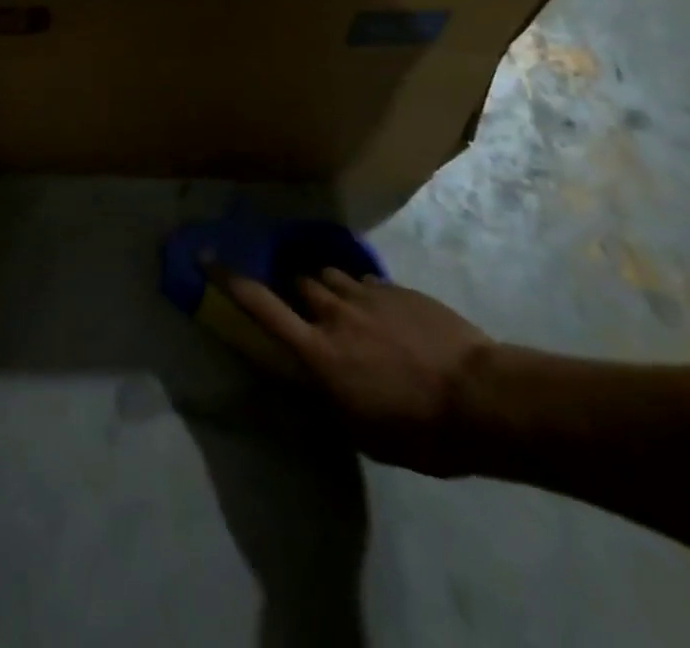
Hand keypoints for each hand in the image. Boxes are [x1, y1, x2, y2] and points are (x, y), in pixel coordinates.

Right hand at [228, 268, 498, 477]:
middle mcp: (334, 312)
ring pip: (331, 275)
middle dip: (298, 291)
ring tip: (349, 309)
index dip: (230, 280)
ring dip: (330, 288)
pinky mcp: (397, 289)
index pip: (261, 306)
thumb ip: (328, 397)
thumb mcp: (362, 432)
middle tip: (311, 311)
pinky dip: (366, 294)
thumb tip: (309, 382)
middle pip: (299, 281)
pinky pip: (368, 282)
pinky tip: (387, 316)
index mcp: (318, 351)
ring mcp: (367, 294)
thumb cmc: (418, 431)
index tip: (207, 257)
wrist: (482, 399)